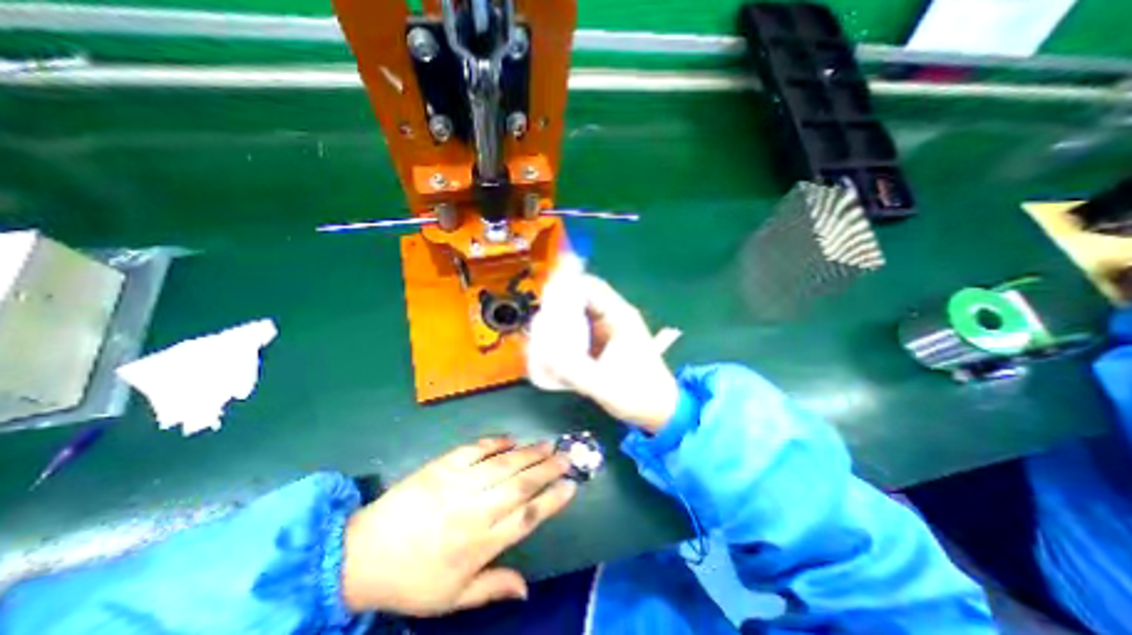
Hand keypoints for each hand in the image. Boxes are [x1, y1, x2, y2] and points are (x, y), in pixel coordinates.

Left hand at [339, 437, 576, 614]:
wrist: (362, 555)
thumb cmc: (411, 580)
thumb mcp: (451, 598)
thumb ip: (492, 588)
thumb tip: (526, 589)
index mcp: (480, 544)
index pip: (527, 518)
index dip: (552, 500)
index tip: (571, 486)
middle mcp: (475, 510)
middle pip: (521, 485)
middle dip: (548, 469)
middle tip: (567, 456)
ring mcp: (459, 483)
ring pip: (504, 464)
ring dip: (529, 453)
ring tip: (548, 445)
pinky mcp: (443, 465)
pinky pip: (476, 450)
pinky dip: (495, 443)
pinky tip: (510, 439)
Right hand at [529, 274, 673, 434]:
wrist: (660, 409)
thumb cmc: (637, 394)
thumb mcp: (601, 384)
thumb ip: (570, 370)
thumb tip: (542, 353)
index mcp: (620, 317)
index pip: (591, 287)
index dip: (566, 286)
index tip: (544, 298)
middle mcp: (615, 317)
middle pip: (583, 298)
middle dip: (560, 305)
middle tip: (539, 319)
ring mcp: (611, 329)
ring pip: (582, 314)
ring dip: (563, 319)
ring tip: (543, 332)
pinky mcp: (608, 341)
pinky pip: (584, 329)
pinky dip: (570, 332)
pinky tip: (556, 345)